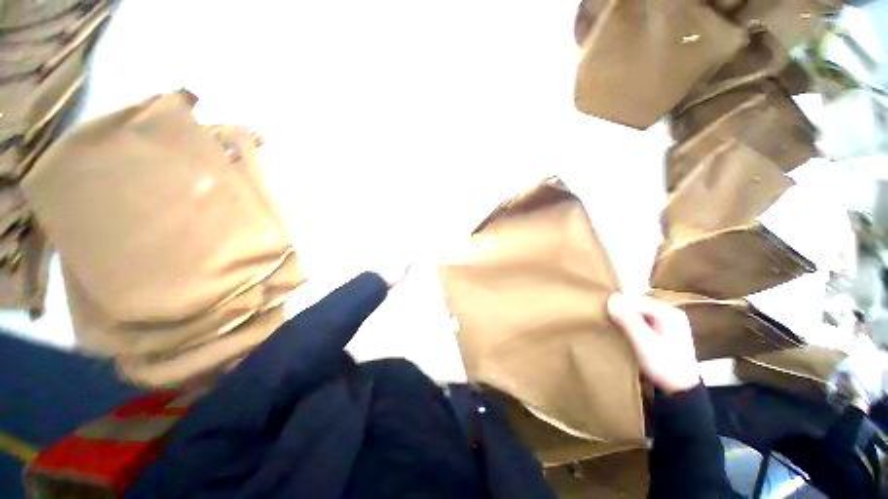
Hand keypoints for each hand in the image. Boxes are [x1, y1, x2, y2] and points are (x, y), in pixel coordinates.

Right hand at [607, 293, 699, 393]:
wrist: (681, 391)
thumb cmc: (664, 365)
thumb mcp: (643, 343)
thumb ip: (628, 320)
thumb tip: (611, 299)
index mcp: (670, 313)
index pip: (637, 302)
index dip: (621, 308)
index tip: (609, 318)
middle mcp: (671, 313)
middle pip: (639, 306)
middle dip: (624, 313)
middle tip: (612, 324)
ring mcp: (670, 323)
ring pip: (640, 314)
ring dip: (628, 320)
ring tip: (617, 329)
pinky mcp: (665, 332)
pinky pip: (644, 322)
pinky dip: (634, 326)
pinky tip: (628, 335)